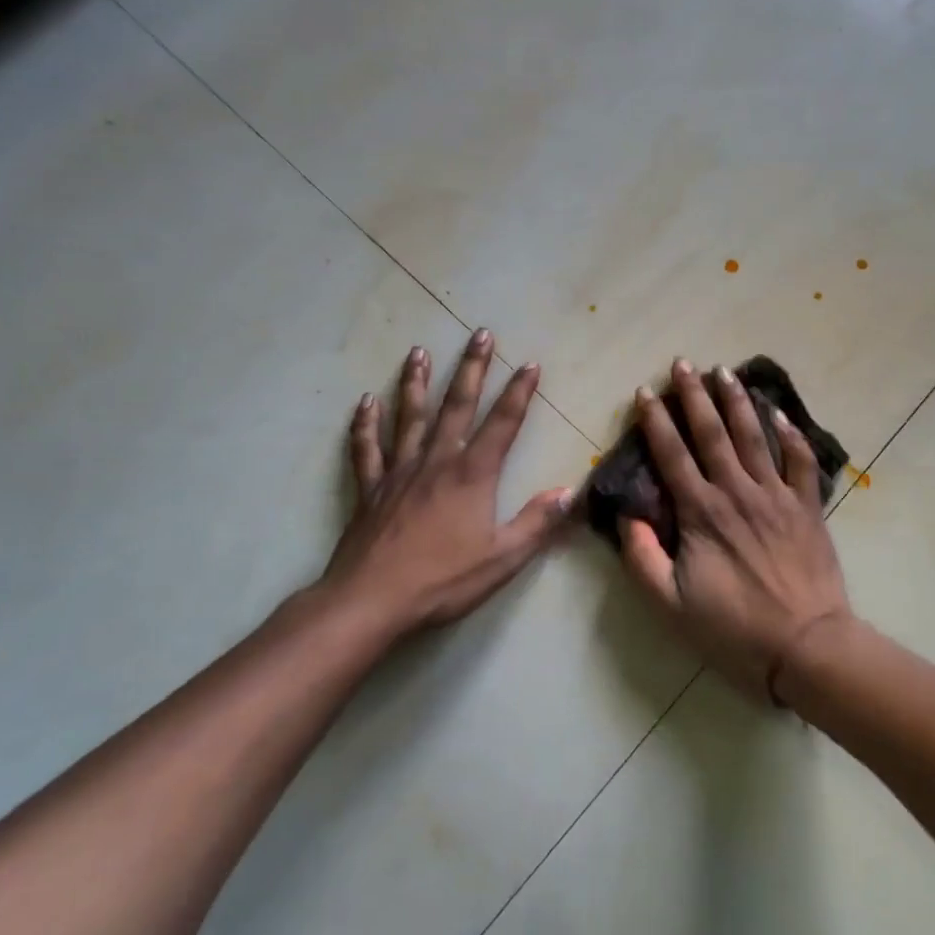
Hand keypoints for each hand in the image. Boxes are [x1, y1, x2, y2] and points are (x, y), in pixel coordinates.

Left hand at [315, 330, 572, 637]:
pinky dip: (365, 425)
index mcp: (472, 475)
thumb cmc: (442, 580)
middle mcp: (436, 462)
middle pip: (457, 406)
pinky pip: (367, 449)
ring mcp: (399, 472)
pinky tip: (365, 403)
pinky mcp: (372, 489)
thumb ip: (537, 523)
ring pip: (409, 417)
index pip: (503, 424)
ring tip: (418, 352)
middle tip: (480, 334)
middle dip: (472, 368)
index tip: (530, 364)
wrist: (371, 601)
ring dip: (416, 383)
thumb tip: (570, 492)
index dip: (519, 393)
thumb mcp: (502, 558)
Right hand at [620, 358, 854, 701]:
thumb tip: (627, 516)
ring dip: (737, 401)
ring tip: (725, 371)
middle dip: (695, 395)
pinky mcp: (808, 507)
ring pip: (754, 436)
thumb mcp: (670, 605)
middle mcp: (737, 491)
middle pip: (712, 433)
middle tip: (683, 362)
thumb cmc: (734, 629)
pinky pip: (801, 461)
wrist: (806, 646)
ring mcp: (777, 495)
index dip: (656, 420)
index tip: (645, 391)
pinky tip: (779, 413)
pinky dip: (791, 434)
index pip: (672, 454)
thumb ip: (642, 558)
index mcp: (701, 512)